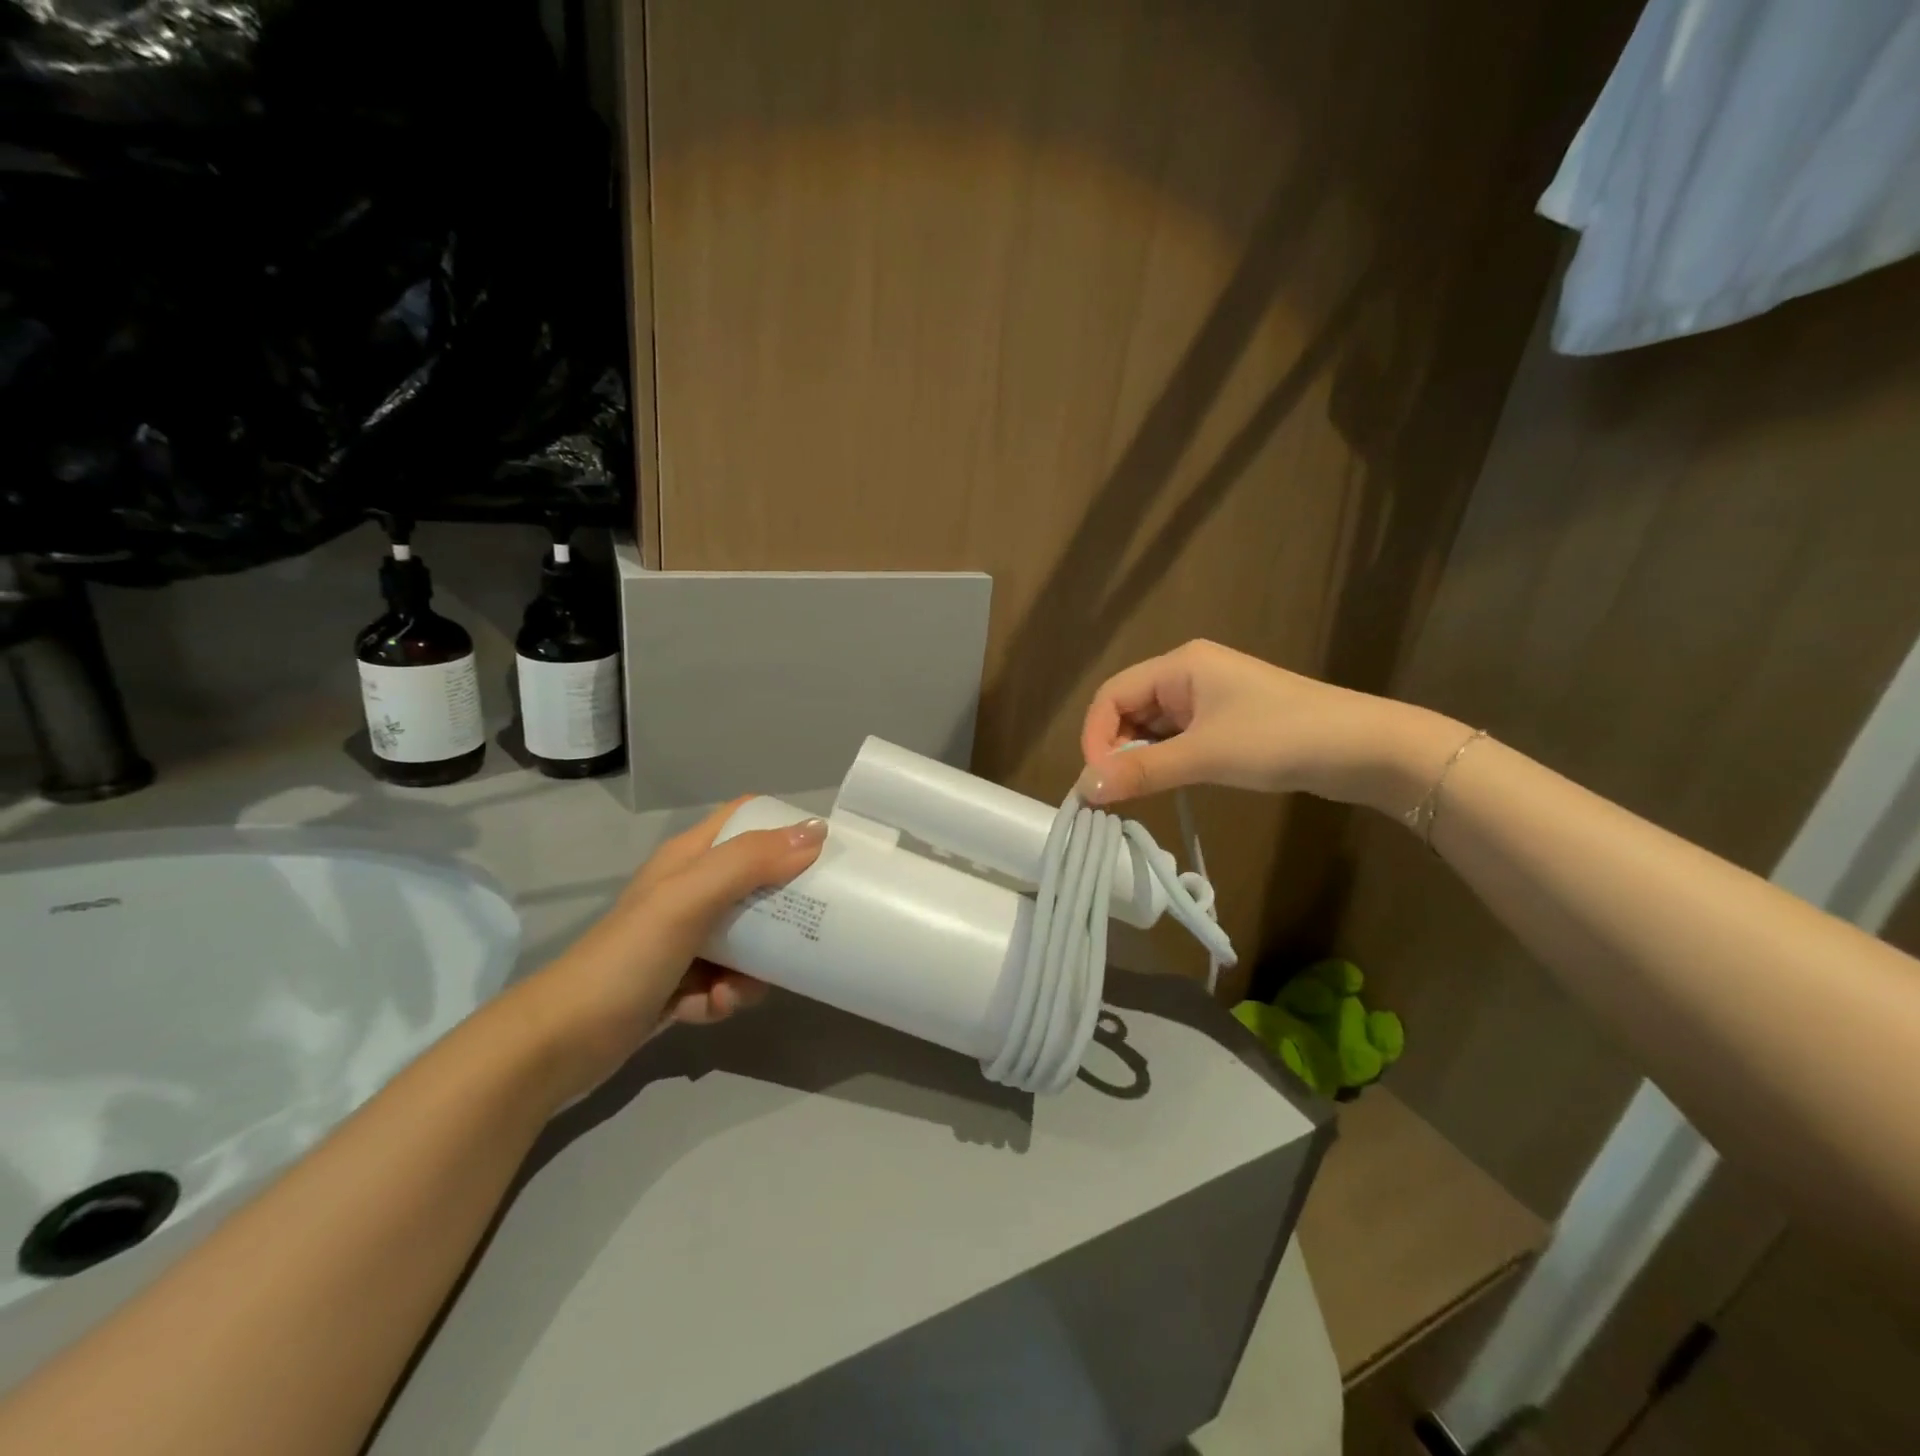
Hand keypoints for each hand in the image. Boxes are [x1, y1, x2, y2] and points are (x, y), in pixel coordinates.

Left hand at [521, 800, 827, 1100]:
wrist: (560, 1044)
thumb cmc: (627, 958)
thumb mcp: (689, 899)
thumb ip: (750, 863)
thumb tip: (817, 831)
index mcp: (689, 858)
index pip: (745, 818)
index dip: (785, 825)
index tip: (826, 849)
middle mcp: (689, 892)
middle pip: (757, 882)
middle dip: (783, 909)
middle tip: (810, 926)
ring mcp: (685, 939)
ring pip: (749, 939)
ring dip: (755, 967)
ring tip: (737, 988)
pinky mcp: (681, 982)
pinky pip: (727, 981)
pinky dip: (724, 997)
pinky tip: (708, 1010)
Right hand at [1077, 639, 1463, 813]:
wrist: (1366, 748)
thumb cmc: (1280, 739)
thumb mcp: (1205, 756)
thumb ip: (1141, 771)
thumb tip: (1084, 789)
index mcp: (1179, 665)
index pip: (1111, 694)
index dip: (1094, 736)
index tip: (1096, 781)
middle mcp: (1188, 674)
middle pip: (1128, 708)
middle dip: (1115, 747)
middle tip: (1115, 792)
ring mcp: (1209, 698)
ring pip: (1153, 725)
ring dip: (1139, 756)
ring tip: (1138, 791)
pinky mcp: (1226, 721)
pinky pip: (1178, 737)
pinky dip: (1165, 759)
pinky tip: (1167, 782)